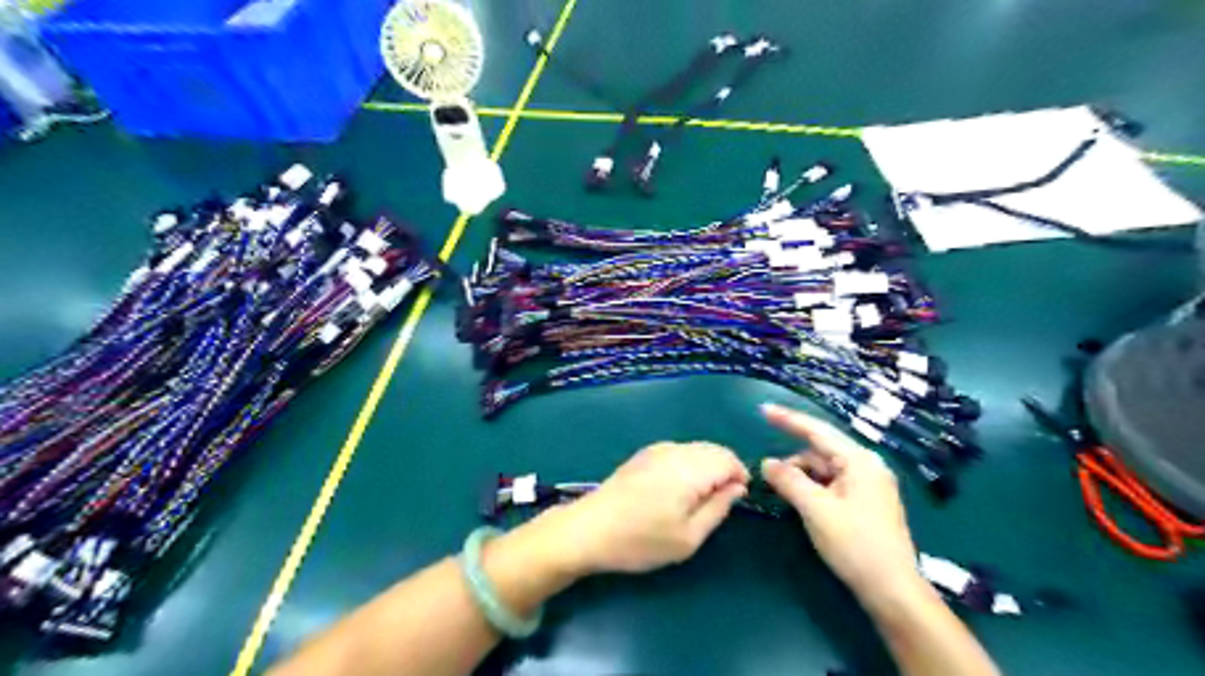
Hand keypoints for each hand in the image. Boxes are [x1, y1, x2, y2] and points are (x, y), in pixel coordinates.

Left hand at [540, 443, 748, 575]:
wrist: (589, 529)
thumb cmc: (641, 540)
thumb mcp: (688, 537)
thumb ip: (718, 508)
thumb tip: (737, 488)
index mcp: (689, 469)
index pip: (729, 459)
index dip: (740, 476)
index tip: (738, 499)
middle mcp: (675, 451)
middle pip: (713, 449)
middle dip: (725, 469)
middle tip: (721, 500)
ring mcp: (656, 449)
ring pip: (695, 448)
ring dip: (707, 465)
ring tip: (700, 496)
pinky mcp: (642, 454)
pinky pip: (678, 450)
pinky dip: (689, 462)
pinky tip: (679, 487)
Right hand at [762, 405, 923, 599]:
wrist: (892, 590)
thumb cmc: (855, 544)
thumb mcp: (816, 510)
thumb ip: (789, 481)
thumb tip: (766, 463)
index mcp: (859, 461)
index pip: (818, 431)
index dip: (788, 419)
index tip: (763, 410)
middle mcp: (867, 467)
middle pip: (821, 452)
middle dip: (793, 461)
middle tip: (768, 475)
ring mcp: (869, 485)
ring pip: (825, 470)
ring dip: (802, 477)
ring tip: (783, 493)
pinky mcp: (867, 503)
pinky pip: (833, 484)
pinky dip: (814, 489)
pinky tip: (801, 502)